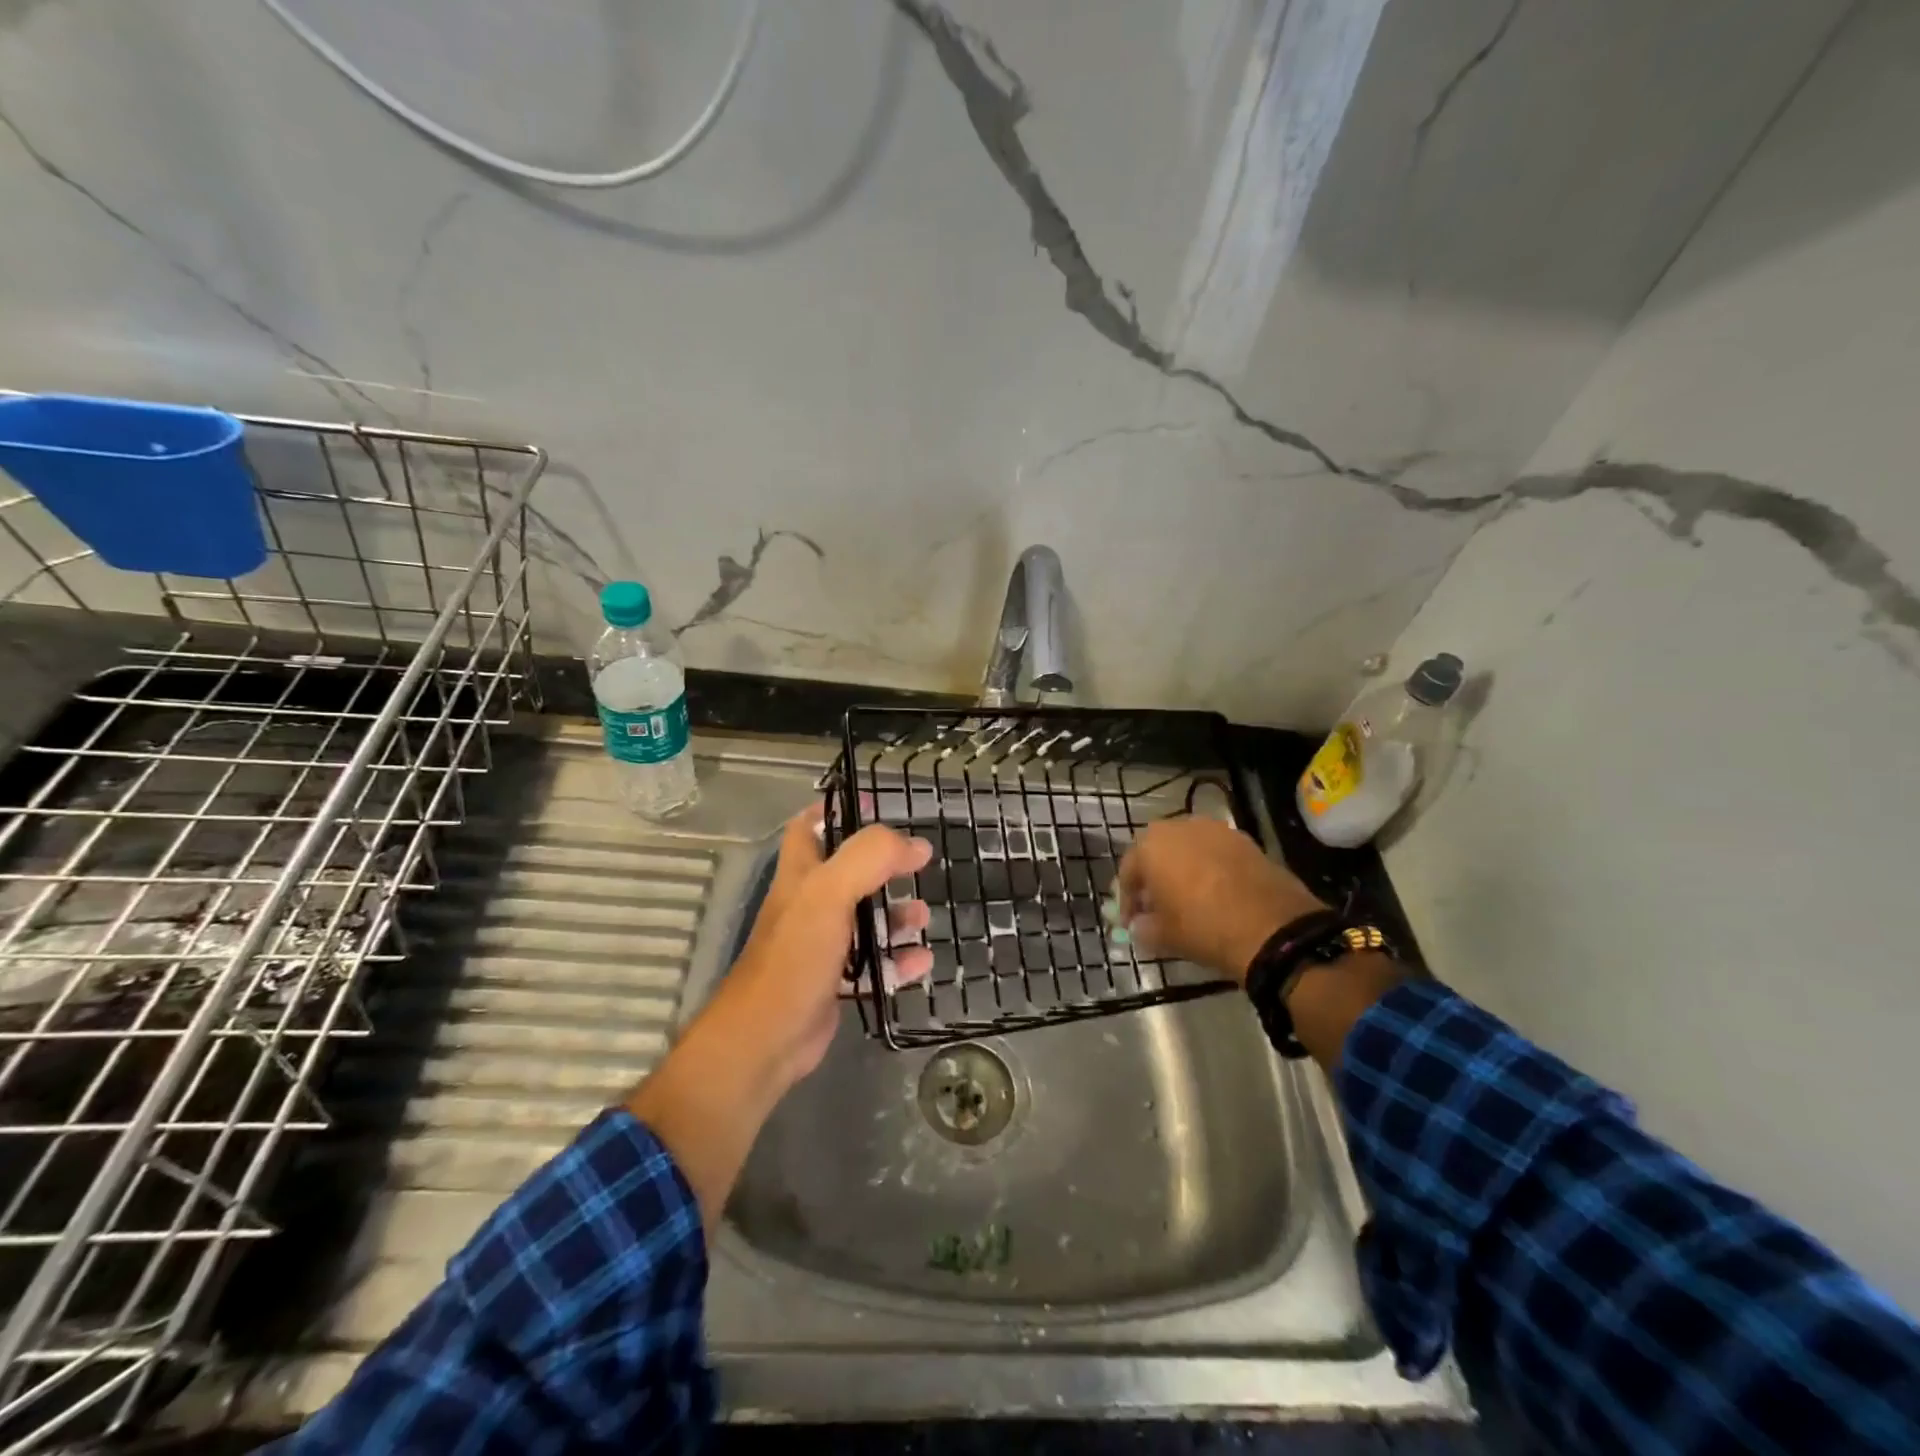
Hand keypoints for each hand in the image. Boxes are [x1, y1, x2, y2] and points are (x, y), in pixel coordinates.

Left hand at [704, 807, 933, 1090]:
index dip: (837, 810)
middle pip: (850, 873)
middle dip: (885, 868)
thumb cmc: (794, 957)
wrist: (767, 1038)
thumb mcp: (829, 894)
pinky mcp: (836, 981)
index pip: (810, 826)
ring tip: (923, 917)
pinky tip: (920, 962)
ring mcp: (823, 944)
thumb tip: (916, 845)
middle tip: (917, 865)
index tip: (875, 806)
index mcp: (800, 874)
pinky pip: (874, 964)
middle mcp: (810, 904)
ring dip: (897, 916)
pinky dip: (898, 961)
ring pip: (867, 919)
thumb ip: (870, 859)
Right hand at [1115, 817, 1324, 981]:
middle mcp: (1179, 827)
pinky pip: (1215, 851)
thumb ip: (1143, 927)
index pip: (1128, 872)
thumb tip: (1139, 925)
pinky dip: (1209, 867)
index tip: (1130, 924)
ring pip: (1187, 848)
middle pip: (1156, 852)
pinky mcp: (1245, 839)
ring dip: (1181, 868)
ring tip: (1186, 898)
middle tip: (1156, 906)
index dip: (1127, 901)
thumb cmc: (1204, 928)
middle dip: (1153, 877)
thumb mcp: (1164, 936)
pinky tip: (1215, 892)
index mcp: (1151, 846)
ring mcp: (1215, 829)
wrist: (1273, 928)